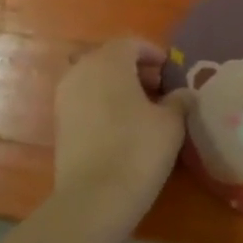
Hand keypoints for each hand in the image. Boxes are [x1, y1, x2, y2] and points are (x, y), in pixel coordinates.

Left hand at [52, 37, 190, 210]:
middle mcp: (81, 72)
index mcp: (108, 62)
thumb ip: (179, 100)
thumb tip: (183, 94)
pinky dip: (104, 104)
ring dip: (119, 87)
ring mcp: (65, 98)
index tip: (171, 70)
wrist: (94, 198)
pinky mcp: (59, 124)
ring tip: (144, 109)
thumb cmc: (138, 150)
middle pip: (110, 59)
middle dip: (135, 69)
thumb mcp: (171, 123)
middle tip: (160, 89)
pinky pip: (86, 101)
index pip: (131, 43)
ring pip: (95, 80)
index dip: (153, 53)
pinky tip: (124, 127)